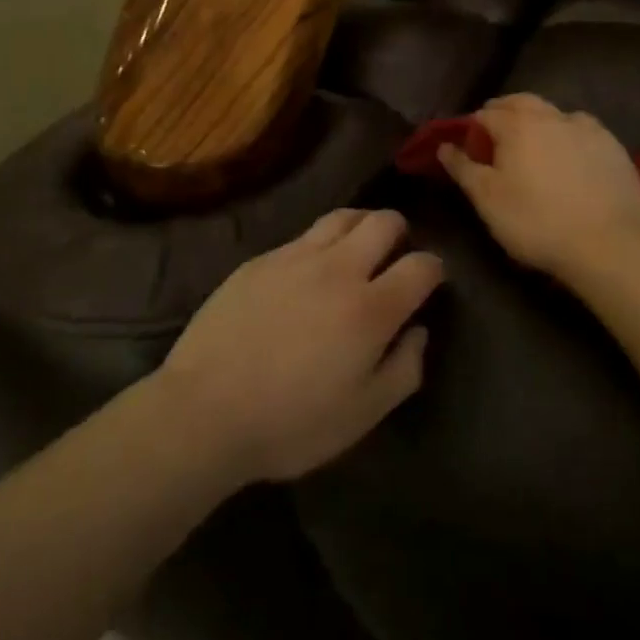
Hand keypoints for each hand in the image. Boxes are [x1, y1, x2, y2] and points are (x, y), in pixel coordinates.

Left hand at [157, 210, 442, 483]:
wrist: (204, 409)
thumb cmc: (291, 423)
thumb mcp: (362, 415)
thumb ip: (403, 370)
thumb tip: (418, 331)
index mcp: (370, 308)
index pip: (421, 265)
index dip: (434, 269)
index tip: (431, 280)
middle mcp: (338, 268)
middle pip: (384, 222)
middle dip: (401, 232)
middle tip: (395, 256)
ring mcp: (296, 257)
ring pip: (343, 217)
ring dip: (362, 225)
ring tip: (359, 248)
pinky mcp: (262, 259)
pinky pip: (304, 236)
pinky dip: (321, 243)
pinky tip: (311, 269)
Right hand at [439, 94, 639, 286]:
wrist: (610, 245)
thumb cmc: (537, 223)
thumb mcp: (488, 201)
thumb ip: (463, 169)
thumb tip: (444, 146)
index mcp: (516, 125)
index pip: (486, 115)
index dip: (474, 128)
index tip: (471, 148)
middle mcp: (550, 116)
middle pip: (521, 102)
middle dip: (504, 111)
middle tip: (496, 133)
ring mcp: (586, 128)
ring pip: (553, 112)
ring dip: (538, 119)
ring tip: (534, 142)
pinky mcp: (613, 145)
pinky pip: (583, 128)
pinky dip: (569, 132)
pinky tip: (571, 152)